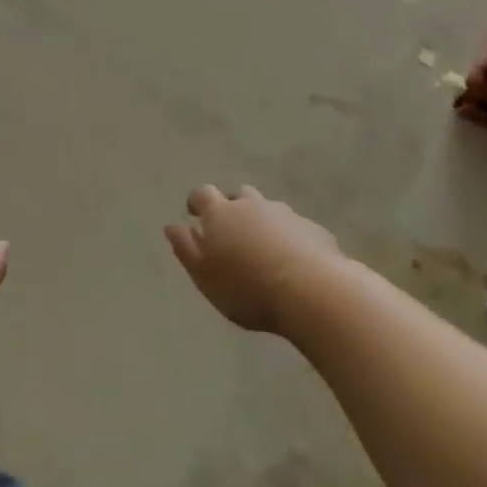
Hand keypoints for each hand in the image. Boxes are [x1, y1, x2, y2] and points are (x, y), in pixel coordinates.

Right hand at [165, 185, 340, 334]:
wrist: (312, 292)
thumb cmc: (246, 287)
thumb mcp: (204, 276)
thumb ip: (185, 249)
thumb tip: (172, 226)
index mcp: (221, 213)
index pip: (203, 194)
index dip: (197, 202)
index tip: (194, 213)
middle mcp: (252, 206)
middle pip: (240, 195)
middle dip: (233, 207)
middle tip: (231, 230)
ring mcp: (286, 215)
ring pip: (269, 210)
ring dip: (263, 222)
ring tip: (263, 248)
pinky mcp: (314, 230)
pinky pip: (296, 228)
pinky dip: (290, 238)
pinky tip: (293, 262)